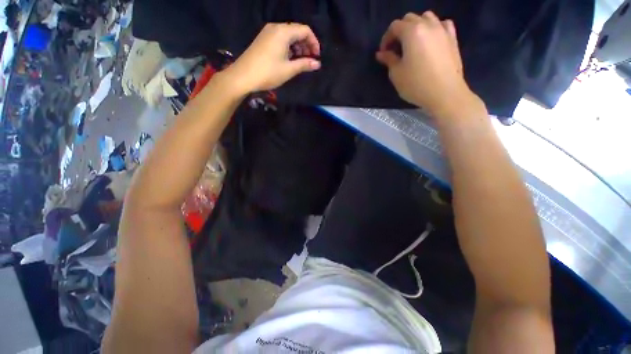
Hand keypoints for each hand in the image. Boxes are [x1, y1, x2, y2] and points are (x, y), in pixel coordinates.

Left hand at [225, 23, 320, 93]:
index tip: (317, 57)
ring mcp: (268, 33)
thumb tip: (317, 64)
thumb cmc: (268, 73)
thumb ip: (304, 64)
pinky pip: (281, 39)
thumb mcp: (289, 70)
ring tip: (301, 62)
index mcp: (283, 32)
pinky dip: (289, 48)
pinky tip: (290, 59)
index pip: (305, 30)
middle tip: (310, 60)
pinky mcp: (264, 39)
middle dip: (306, 45)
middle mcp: (276, 27)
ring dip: (298, 47)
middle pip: (297, 31)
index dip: (314, 42)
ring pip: (289, 36)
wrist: (243, 76)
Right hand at [376, 12, 479, 117]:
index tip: (384, 53)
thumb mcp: (397, 74)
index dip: (386, 38)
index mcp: (412, 32)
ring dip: (416, 26)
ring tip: (412, 43)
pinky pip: (442, 24)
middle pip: (410, 18)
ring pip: (427, 17)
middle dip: (399, 31)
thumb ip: (388, 60)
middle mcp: (428, 25)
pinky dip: (434, 28)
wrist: (445, 93)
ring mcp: (442, 30)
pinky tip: (431, 39)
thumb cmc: (416, 84)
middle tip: (396, 48)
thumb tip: (381, 53)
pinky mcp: (452, 38)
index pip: (394, 26)